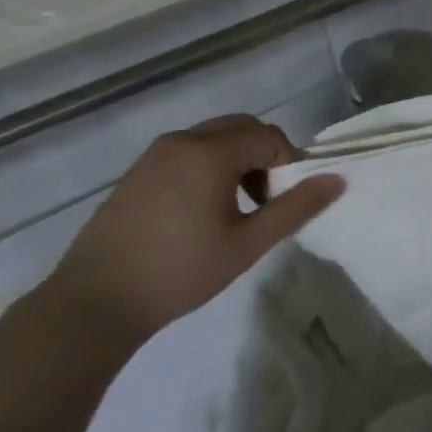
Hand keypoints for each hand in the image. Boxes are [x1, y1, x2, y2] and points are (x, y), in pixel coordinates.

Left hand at [44, 115, 343, 346]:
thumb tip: (336, 180)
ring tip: (239, 208)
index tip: (289, 200)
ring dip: (238, 160)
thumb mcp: (247, 244)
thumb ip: (295, 208)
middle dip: (265, 155)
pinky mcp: (138, 172)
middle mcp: (182, 141)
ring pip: (215, 138)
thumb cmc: (179, 271)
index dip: (290, 162)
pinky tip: (204, 211)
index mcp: (209, 152)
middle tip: (267, 200)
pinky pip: (189, 152)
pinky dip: (210, 166)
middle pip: (242, 128)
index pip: (269, 136)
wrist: (94, 303)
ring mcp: (155, 154)